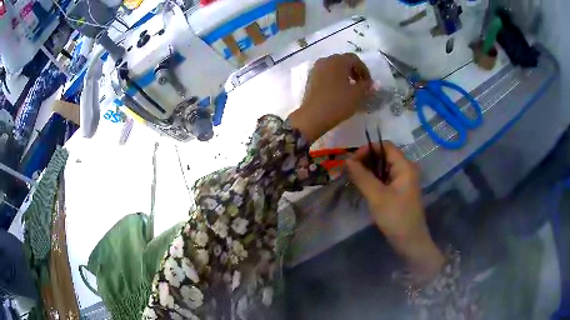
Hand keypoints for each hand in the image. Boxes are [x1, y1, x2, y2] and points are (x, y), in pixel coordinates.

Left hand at [288, 53, 372, 142]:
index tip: (369, 83)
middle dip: (354, 71)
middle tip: (360, 84)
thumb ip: (366, 86)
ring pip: (334, 67)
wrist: (313, 116)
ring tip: (350, 88)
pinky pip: (326, 73)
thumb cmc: (338, 102)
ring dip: (344, 74)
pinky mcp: (310, 78)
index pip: (355, 60)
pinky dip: (334, 78)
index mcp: (338, 60)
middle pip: (343, 61)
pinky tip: (338, 91)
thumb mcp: (357, 95)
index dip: (364, 70)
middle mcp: (326, 60)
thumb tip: (370, 83)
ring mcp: (316, 69)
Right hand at [346, 142, 443, 282]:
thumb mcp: (377, 196)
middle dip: (366, 160)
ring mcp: (403, 181)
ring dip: (368, 170)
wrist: (410, 242)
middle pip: (384, 156)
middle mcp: (406, 169)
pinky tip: (362, 186)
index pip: (385, 146)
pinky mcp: (399, 191)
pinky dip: (373, 179)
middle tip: (349, 170)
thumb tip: (347, 160)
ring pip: (383, 168)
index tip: (351, 161)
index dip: (368, 149)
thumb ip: (362, 176)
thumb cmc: (396, 217)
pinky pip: (385, 179)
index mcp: (405, 166)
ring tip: (352, 177)